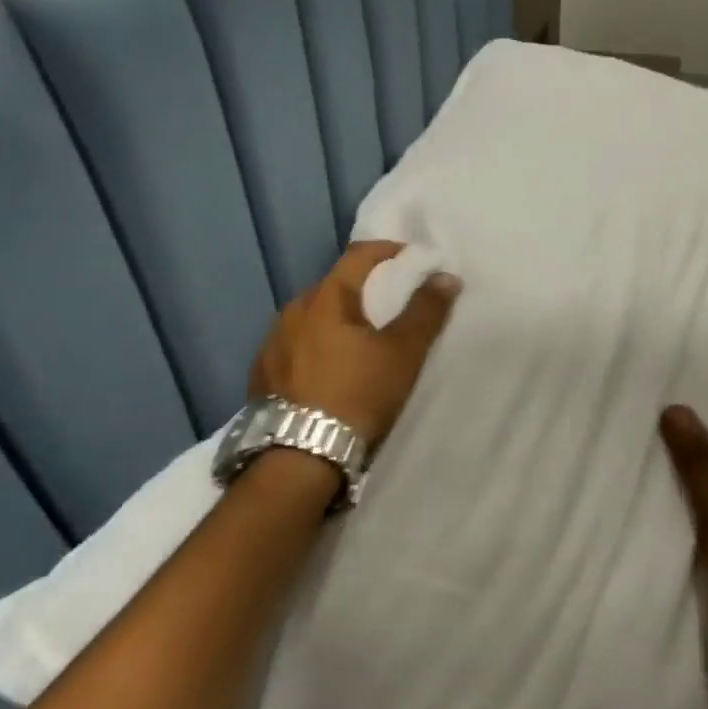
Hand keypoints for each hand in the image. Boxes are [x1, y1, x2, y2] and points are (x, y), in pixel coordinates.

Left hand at [250, 241, 460, 445]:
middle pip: (333, 287)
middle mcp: (291, 311)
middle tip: (389, 306)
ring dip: (336, 321)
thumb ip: (425, 312)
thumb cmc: (356, 396)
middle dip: (362, 290)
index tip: (412, 259)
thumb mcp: (402, 355)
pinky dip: (315, 347)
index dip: (388, 251)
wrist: (298, 458)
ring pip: (311, 319)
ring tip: (358, 343)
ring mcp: (271, 343)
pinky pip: (294, 346)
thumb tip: (446, 276)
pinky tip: (327, 371)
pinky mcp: (261, 374)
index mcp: (325, 298)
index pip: (358, 256)